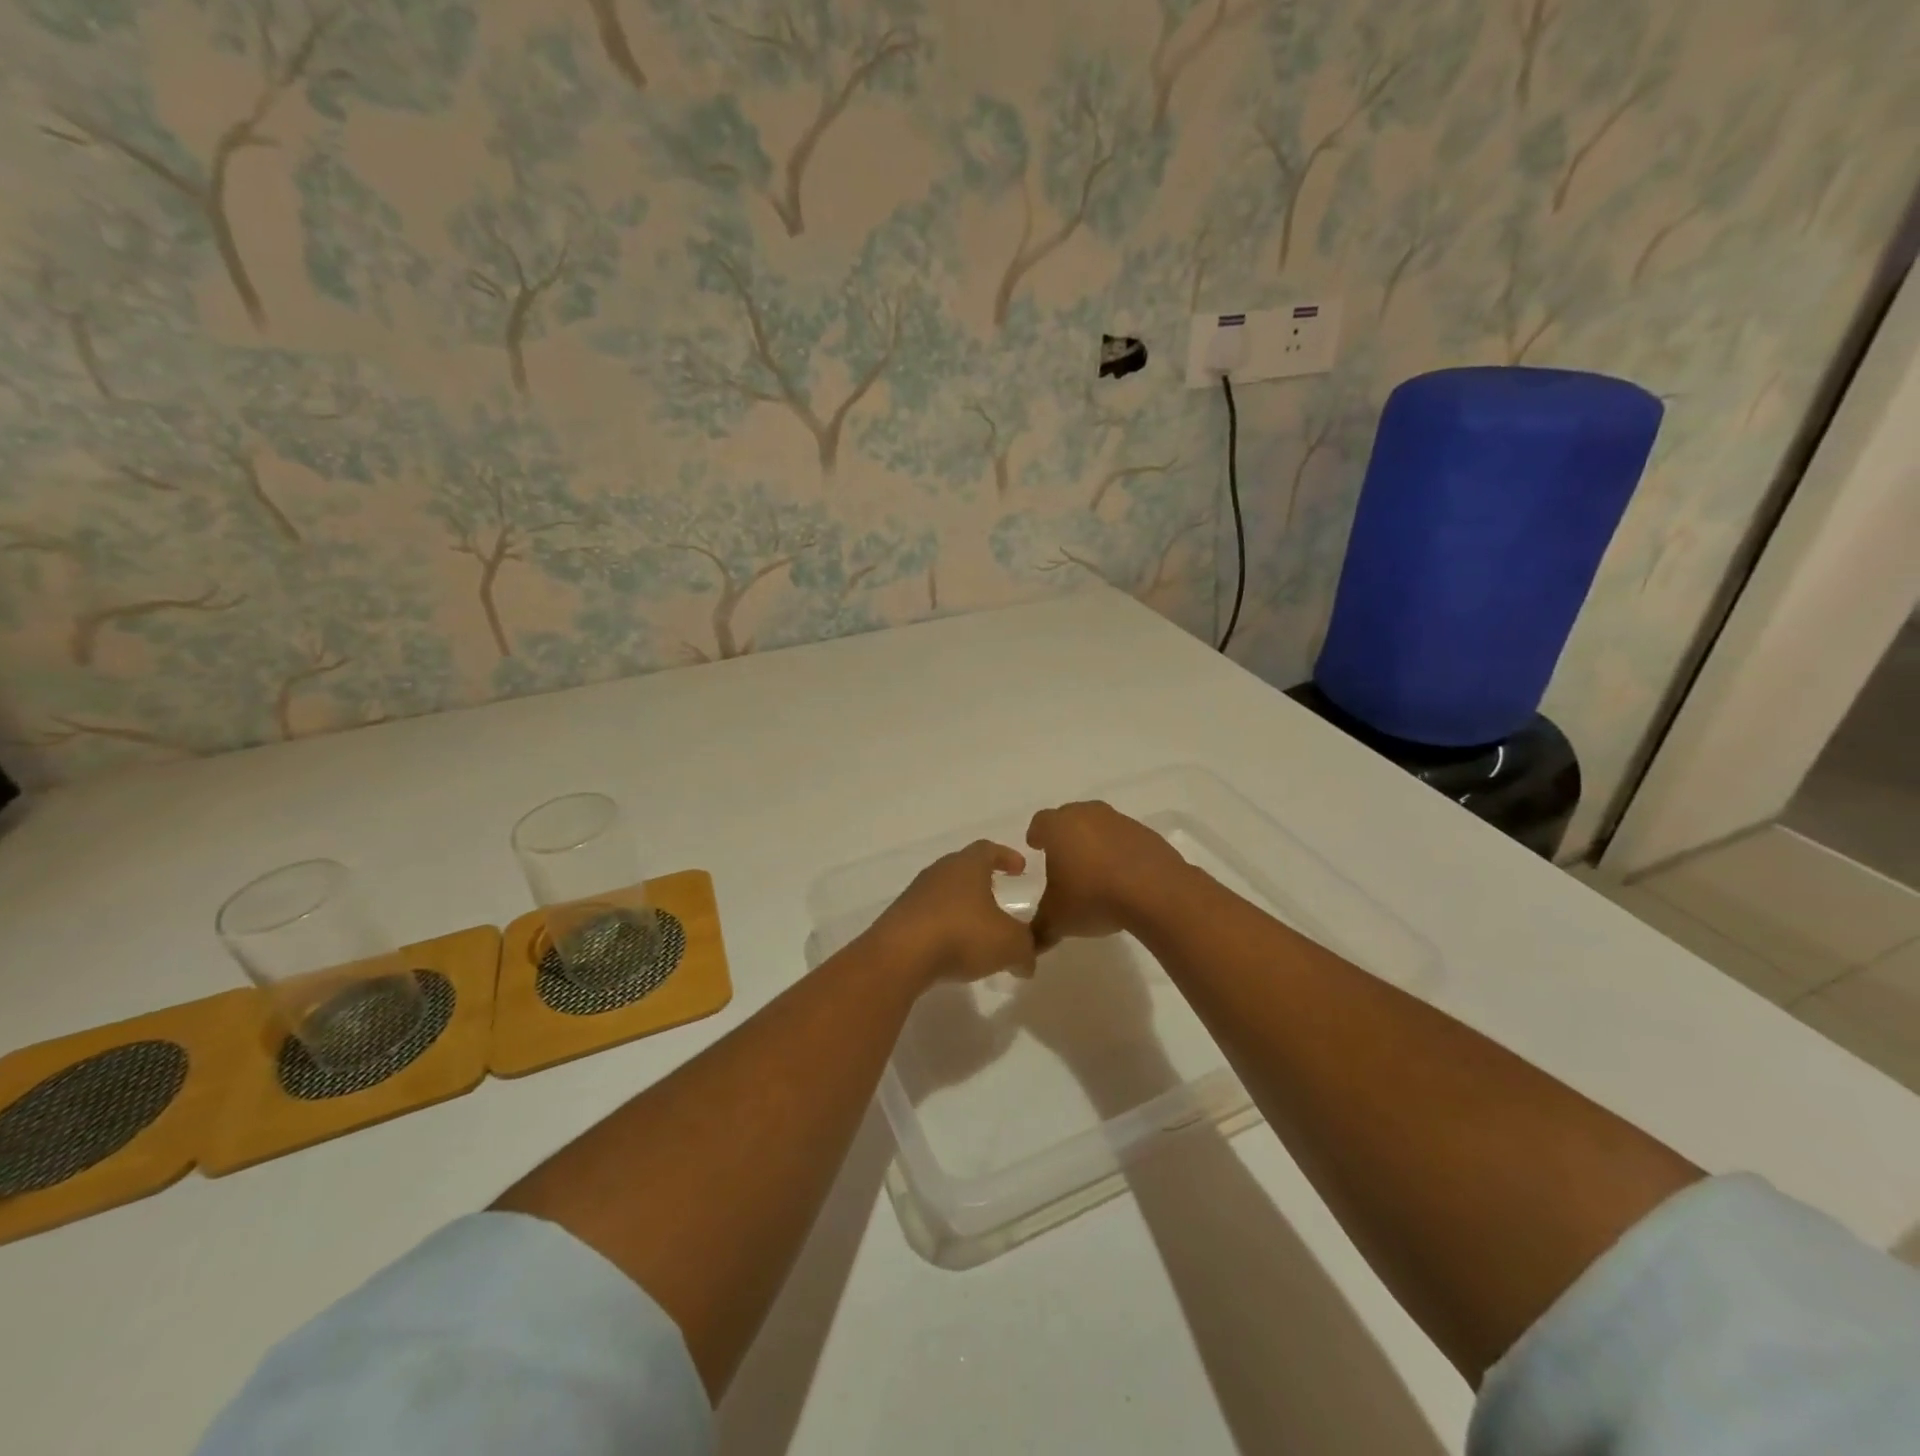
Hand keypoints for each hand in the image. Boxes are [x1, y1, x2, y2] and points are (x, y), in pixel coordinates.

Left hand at [862, 840, 1036, 987]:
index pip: (989, 849)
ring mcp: (916, 894)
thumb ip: (1027, 949)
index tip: (1020, 868)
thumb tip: (1028, 961)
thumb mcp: (1010, 944)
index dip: (1006, 856)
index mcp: (967, 865)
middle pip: (964, 868)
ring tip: (978, 928)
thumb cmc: (962, 934)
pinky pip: (930, 916)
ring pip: (945, 893)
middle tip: (1000, 895)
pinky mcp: (900, 919)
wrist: (900, 956)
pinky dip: (945, 926)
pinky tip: (953, 947)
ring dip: (963, 906)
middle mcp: (940, 872)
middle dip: (984, 880)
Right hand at [1025, 801, 1188, 948]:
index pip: (1040, 822)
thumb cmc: (1094, 897)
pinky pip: (1125, 838)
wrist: (1156, 892)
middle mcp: (1088, 815)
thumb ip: (1040, 929)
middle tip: (1063, 856)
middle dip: (1064, 834)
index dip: (1036, 834)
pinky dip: (1119, 851)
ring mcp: (1120, 821)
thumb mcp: (1058, 920)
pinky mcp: (1147, 834)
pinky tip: (1122, 876)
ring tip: (1094, 868)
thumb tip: (1031, 943)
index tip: (1036, 845)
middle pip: (1070, 816)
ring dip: (1094, 841)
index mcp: (1059, 827)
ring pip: (1099, 825)